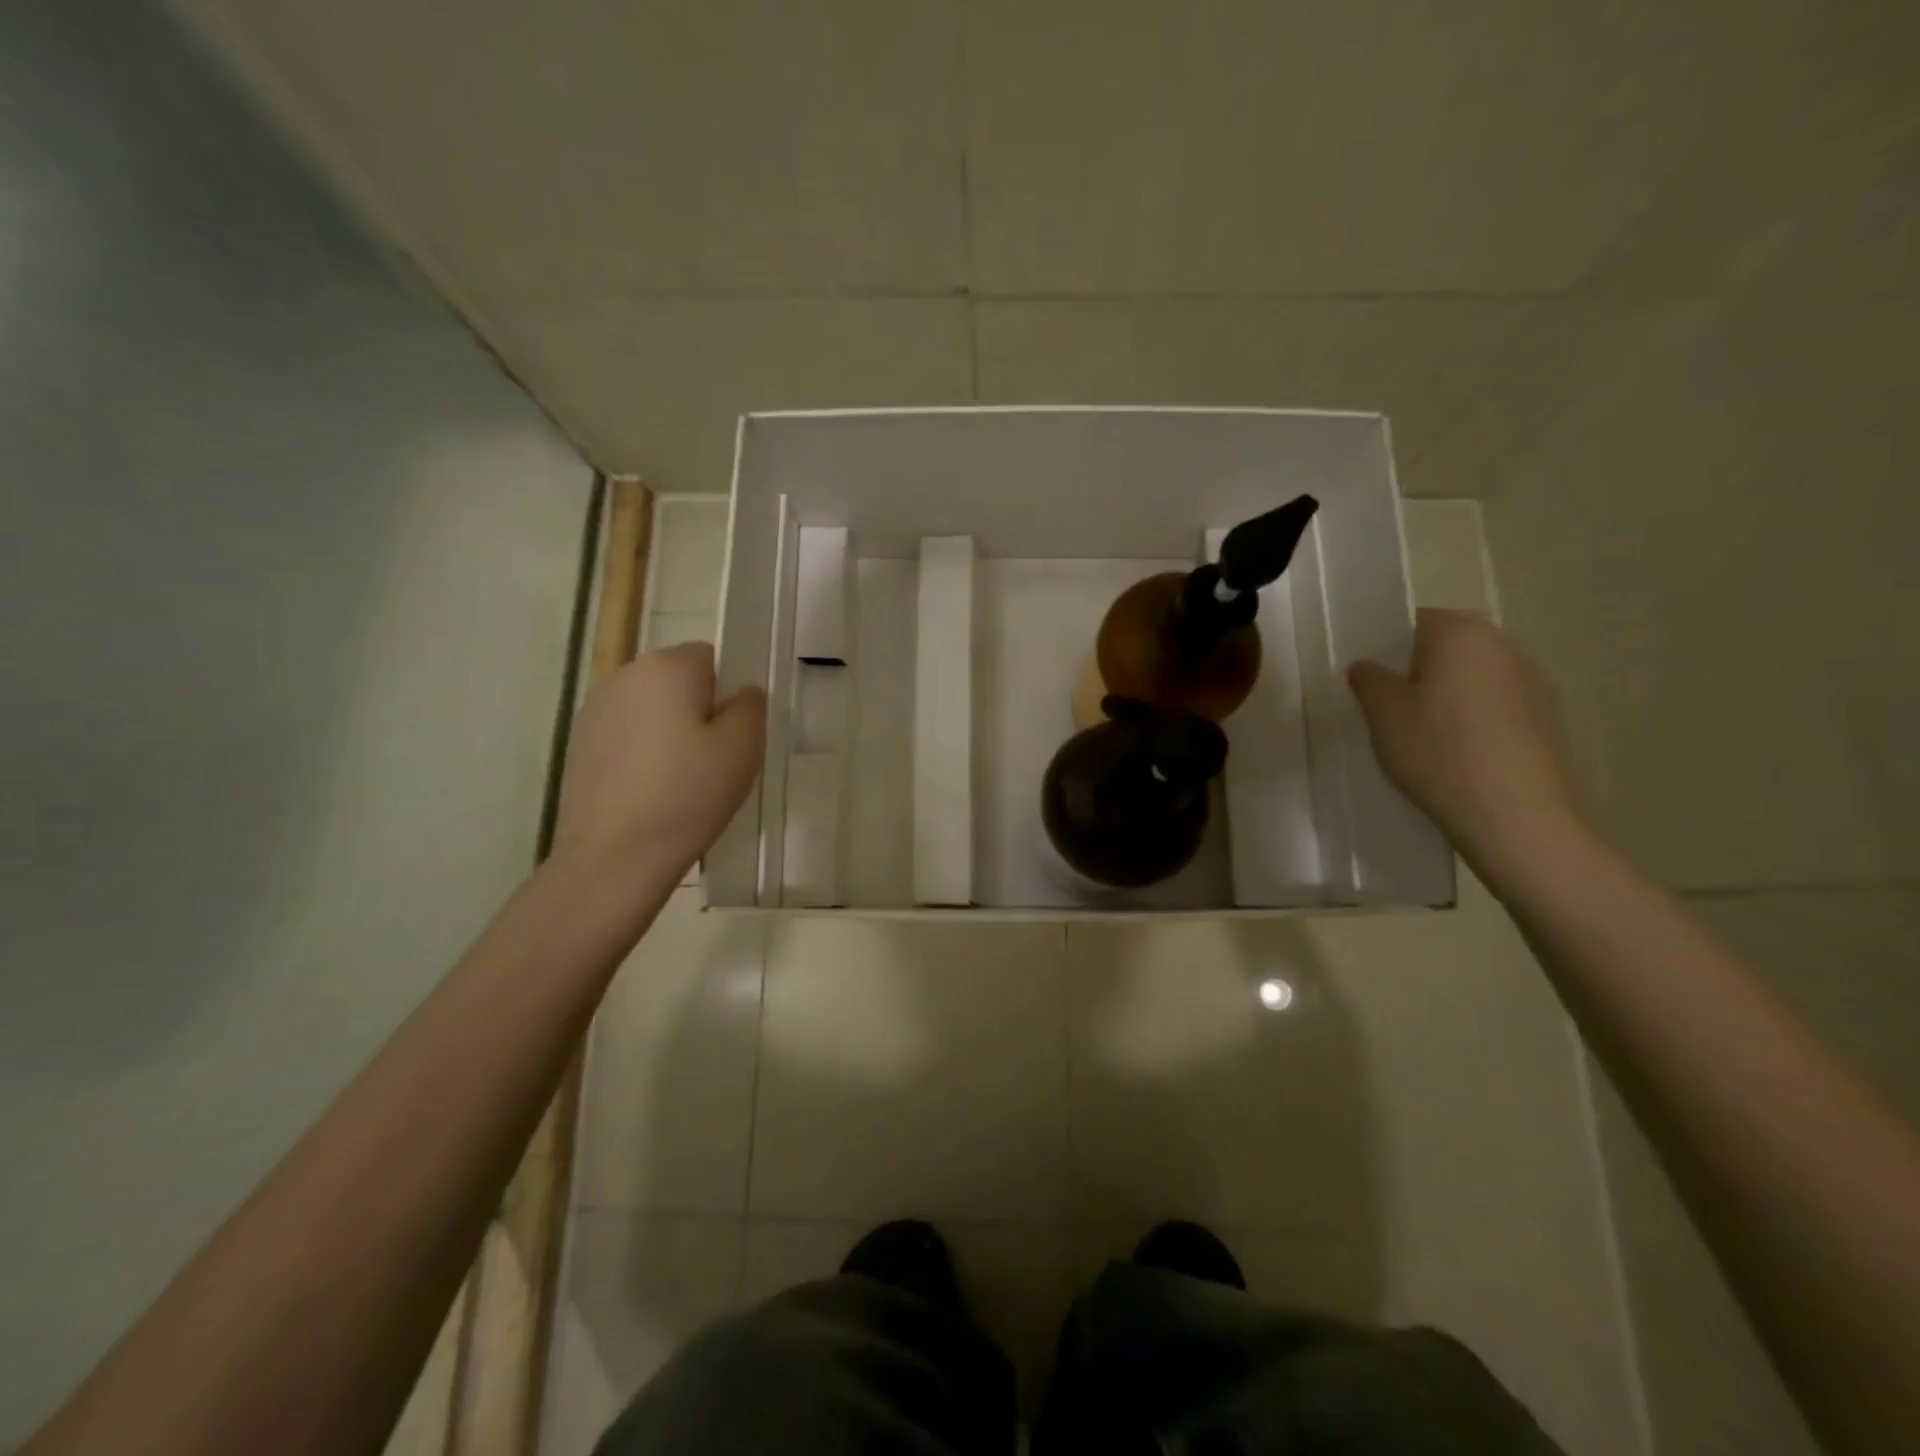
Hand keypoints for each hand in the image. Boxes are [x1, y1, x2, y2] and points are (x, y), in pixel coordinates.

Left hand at [553, 642, 764, 879]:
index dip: (728, 693)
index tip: (734, 734)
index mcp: (665, 666)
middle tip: (715, 760)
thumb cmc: (687, 794)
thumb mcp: (743, 747)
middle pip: (677, 681)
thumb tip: (740, 694)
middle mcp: (623, 675)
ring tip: (682, 780)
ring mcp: (594, 710)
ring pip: (651, 709)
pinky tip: (651, 792)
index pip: (711, 658)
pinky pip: (627, 735)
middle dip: (698, 710)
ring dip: (669, 732)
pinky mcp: (579, 744)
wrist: (614, 856)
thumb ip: (751, 706)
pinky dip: (643, 753)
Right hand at [1348, 609, 1586, 866]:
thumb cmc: (1438, 752)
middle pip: (1447, 645)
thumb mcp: (1383, 715)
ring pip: (1474, 675)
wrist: (1517, 816)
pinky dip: (1474, 717)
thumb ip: (1369, 680)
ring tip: (1423, 734)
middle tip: (1388, 707)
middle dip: (1417, 668)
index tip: (1368, 679)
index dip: (1385, 646)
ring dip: (1448, 694)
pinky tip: (1458, 753)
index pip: (1414, 620)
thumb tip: (1368, 666)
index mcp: (1460, 634)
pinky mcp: (1547, 717)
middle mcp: (1503, 645)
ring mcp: (1533, 680)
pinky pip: (1496, 703)